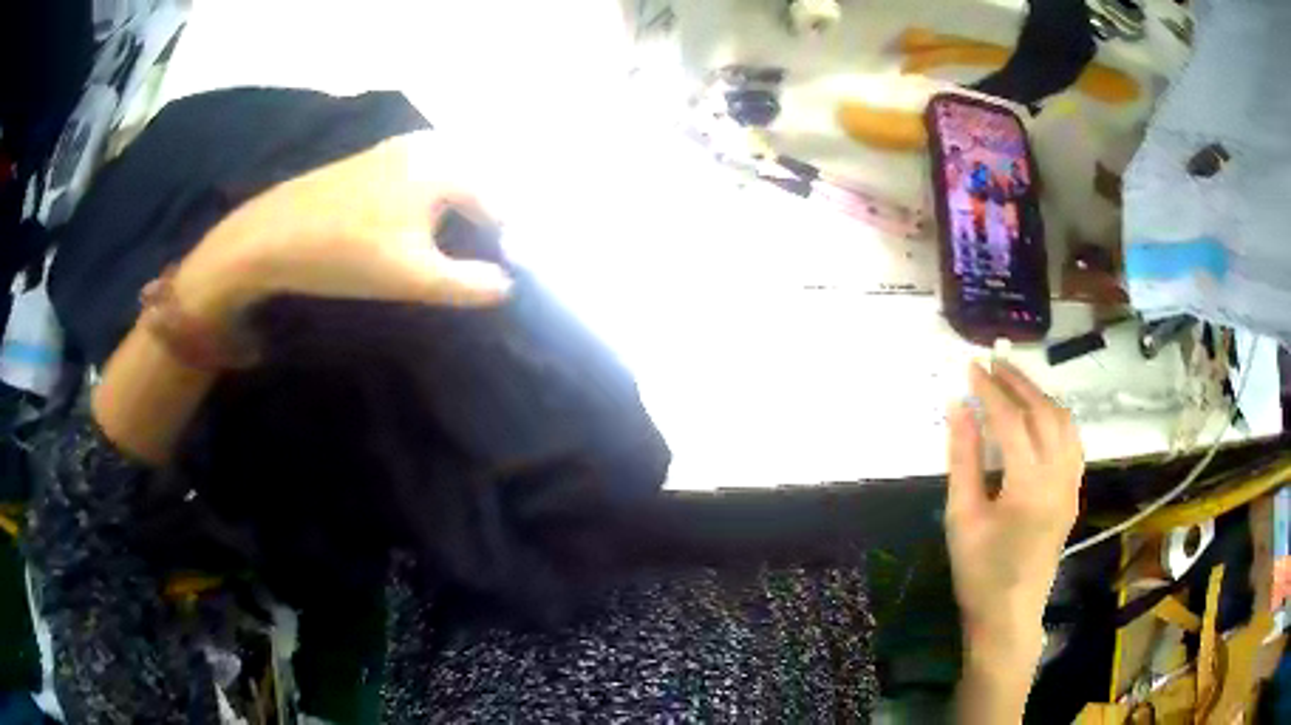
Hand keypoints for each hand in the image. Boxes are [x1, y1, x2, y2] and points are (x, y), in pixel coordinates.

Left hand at [171, 130, 510, 327]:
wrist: (270, 235)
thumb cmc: (346, 252)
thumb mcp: (414, 277)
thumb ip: (469, 284)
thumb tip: (505, 285)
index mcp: (445, 166)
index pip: (497, 204)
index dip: (502, 244)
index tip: (494, 279)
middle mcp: (427, 146)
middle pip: (474, 186)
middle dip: (480, 225)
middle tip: (472, 266)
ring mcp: (396, 149)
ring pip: (445, 181)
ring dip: (453, 215)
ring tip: (443, 253)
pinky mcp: (372, 160)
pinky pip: (419, 177)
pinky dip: (427, 203)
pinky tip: (408, 231)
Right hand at [946, 362, 1083, 654]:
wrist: (1009, 614)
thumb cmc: (979, 572)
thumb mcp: (962, 517)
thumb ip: (963, 458)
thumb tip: (958, 408)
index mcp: (1030, 486)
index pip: (1012, 422)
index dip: (991, 392)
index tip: (971, 368)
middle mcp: (1059, 477)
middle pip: (1044, 413)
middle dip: (1018, 383)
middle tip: (992, 363)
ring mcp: (1072, 484)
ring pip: (1064, 422)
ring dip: (1039, 396)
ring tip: (1013, 382)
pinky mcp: (1073, 492)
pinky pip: (1071, 440)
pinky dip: (1054, 417)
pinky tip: (1038, 415)